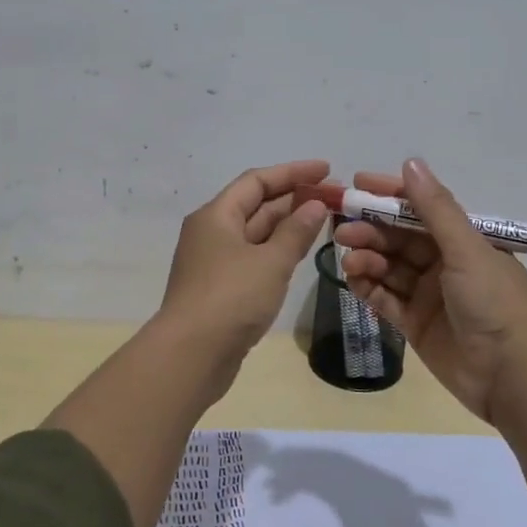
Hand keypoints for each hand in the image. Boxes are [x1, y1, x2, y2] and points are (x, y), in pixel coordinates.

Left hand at [159, 159, 330, 355]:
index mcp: (216, 216)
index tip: (327, 170)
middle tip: (335, 198)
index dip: (292, 172)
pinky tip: (300, 253)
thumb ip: (296, 231)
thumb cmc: (231, 298)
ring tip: (325, 220)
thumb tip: (315, 205)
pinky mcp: (221, 289)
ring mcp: (215, 263)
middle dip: (294, 199)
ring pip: (256, 234)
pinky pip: (254, 258)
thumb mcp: (270, 262)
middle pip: (256, 205)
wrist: (191, 355)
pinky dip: (278, 251)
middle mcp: (212, 233)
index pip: (257, 181)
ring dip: (288, 225)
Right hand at [337, 158, 526, 424]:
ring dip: (367, 258)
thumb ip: (435, 209)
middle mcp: (444, 263)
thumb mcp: (466, 249)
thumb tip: (411, 162)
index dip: (389, 195)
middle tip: (342, 229)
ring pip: (389, 268)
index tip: (357, 184)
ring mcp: (428, 295)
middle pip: (399, 239)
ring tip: (349, 259)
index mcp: (463, 240)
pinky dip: (368, 288)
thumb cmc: (493, 302)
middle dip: (370, 230)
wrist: (511, 375)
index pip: (420, 209)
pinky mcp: (415, 324)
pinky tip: (352, 280)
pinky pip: (385, 300)